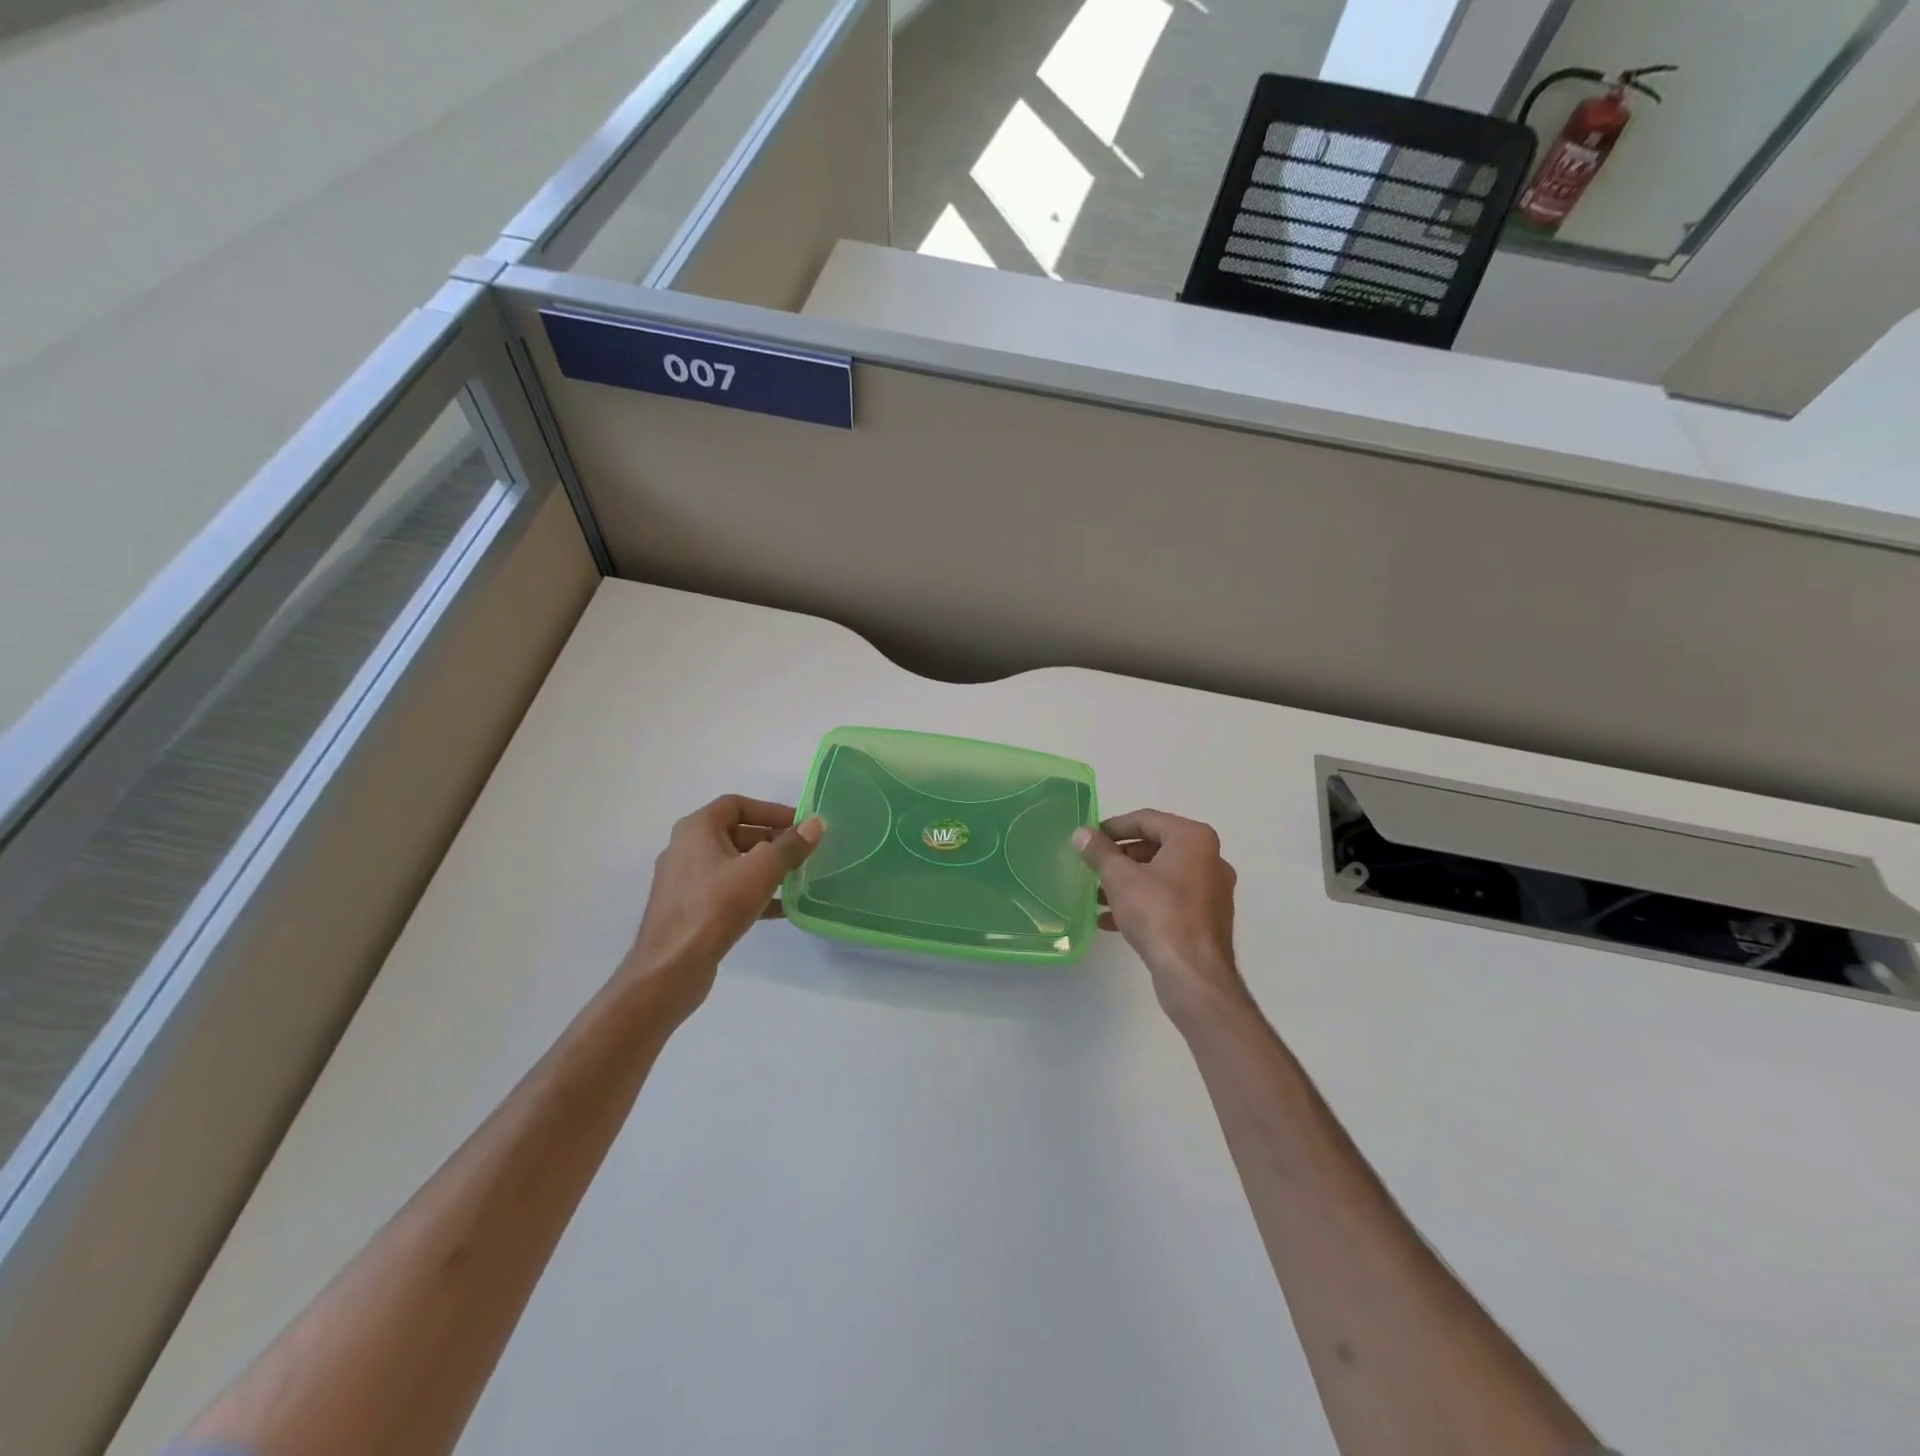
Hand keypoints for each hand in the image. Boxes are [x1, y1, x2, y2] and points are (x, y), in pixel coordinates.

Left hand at [621, 795, 820, 1022]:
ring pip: (732, 865)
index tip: (799, 824)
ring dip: (764, 869)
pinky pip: (726, 892)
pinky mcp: (688, 910)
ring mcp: (684, 882)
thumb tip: (816, 824)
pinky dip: (752, 893)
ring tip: (796, 879)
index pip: (737, 805)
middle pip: (735, 834)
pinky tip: (779, 909)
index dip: (770, 810)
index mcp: (696, 829)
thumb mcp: (761, 870)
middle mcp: (685, 849)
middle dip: (771, 841)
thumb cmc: (715, 907)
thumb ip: (790, 846)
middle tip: (801, 852)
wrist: (671, 968)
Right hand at [1075, 809, 1249, 1026]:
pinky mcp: (1207, 918)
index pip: (1146, 820)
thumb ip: (1099, 852)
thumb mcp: (1120, 878)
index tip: (1089, 839)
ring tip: (1096, 897)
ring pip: (1161, 876)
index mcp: (1194, 839)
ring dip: (1128, 883)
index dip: (1113, 827)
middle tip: (1092, 867)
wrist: (1194, 974)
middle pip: (1155, 847)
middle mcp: (1209, 858)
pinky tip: (1111, 921)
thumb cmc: (1158, 914)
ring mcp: (1212, 890)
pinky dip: (1142, 902)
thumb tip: (1081, 833)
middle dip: (1120, 858)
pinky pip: (1170, 899)